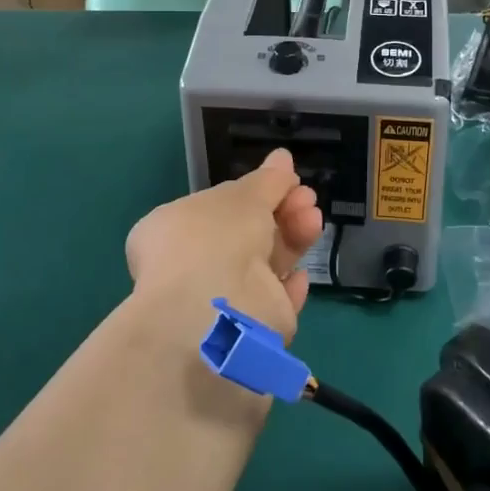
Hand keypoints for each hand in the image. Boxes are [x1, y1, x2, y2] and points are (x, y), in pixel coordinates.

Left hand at [125, 149, 323, 340]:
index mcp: (176, 231)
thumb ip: (267, 181)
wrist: (212, 313)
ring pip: (264, 264)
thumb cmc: (214, 239)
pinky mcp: (248, 332)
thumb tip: (283, 158)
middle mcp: (194, 265)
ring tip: (313, 220)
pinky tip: (299, 274)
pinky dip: (288, 287)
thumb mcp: (242, 196)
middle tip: (308, 198)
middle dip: (282, 212)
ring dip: (292, 239)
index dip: (256, 192)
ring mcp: (220, 300)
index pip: (220, 208)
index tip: (287, 180)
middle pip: (248, 234)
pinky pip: (272, 302)